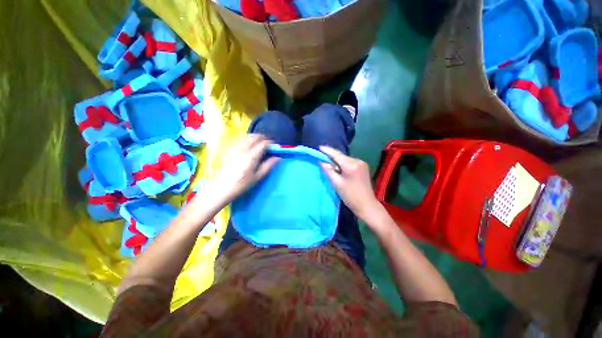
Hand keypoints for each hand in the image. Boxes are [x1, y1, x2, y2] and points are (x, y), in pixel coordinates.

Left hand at [211, 134, 278, 202]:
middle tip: (267, 146)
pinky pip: (240, 140)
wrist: (220, 189)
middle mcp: (242, 148)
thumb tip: (278, 158)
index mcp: (251, 156)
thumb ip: (268, 166)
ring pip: (247, 137)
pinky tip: (248, 148)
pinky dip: (247, 141)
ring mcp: (234, 148)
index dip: (271, 143)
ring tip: (259, 146)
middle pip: (255, 137)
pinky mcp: (228, 149)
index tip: (274, 148)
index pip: (264, 143)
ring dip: (255, 139)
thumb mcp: (257, 177)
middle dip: (263, 138)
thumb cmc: (241, 185)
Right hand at [319, 146, 383, 222]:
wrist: (367, 205)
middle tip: (322, 159)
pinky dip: (343, 164)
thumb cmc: (350, 196)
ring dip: (337, 161)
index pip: (336, 154)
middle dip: (332, 157)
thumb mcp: (336, 183)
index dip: (327, 150)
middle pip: (341, 156)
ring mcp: (362, 163)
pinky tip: (339, 169)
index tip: (319, 147)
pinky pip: (350, 162)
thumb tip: (321, 162)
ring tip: (330, 166)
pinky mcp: (363, 167)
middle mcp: (357, 161)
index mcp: (351, 165)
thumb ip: (328, 170)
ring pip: (345, 159)